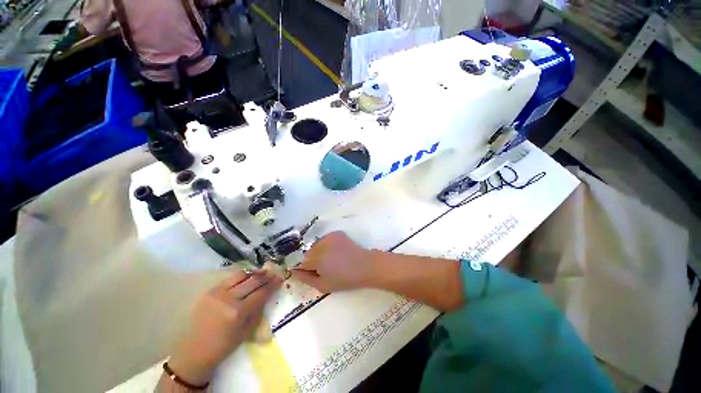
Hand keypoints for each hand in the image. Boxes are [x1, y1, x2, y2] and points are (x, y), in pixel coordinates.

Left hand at [167, 271, 281, 384]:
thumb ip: (258, 310)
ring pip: (241, 275)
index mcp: (238, 312)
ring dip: (254, 273)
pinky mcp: (210, 291)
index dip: (272, 284)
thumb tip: (268, 293)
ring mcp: (217, 293)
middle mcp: (228, 299)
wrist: (195, 351)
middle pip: (253, 281)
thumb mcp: (247, 331)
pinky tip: (248, 276)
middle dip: (266, 276)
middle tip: (274, 274)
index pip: (261, 293)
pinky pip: (230, 279)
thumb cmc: (224, 345)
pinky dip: (242, 276)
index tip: (280, 279)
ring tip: (263, 272)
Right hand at [291, 232, 371, 291]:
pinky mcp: (336, 233)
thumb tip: (294, 271)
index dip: (303, 268)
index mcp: (315, 258)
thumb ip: (305, 278)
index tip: (310, 272)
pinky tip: (336, 252)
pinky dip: (326, 245)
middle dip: (311, 259)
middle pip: (307, 252)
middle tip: (323, 267)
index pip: (300, 261)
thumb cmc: (344, 279)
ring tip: (330, 259)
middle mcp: (319, 244)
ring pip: (316, 245)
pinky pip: (325, 240)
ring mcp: (328, 236)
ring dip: (318, 251)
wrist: (365, 265)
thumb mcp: (323, 285)